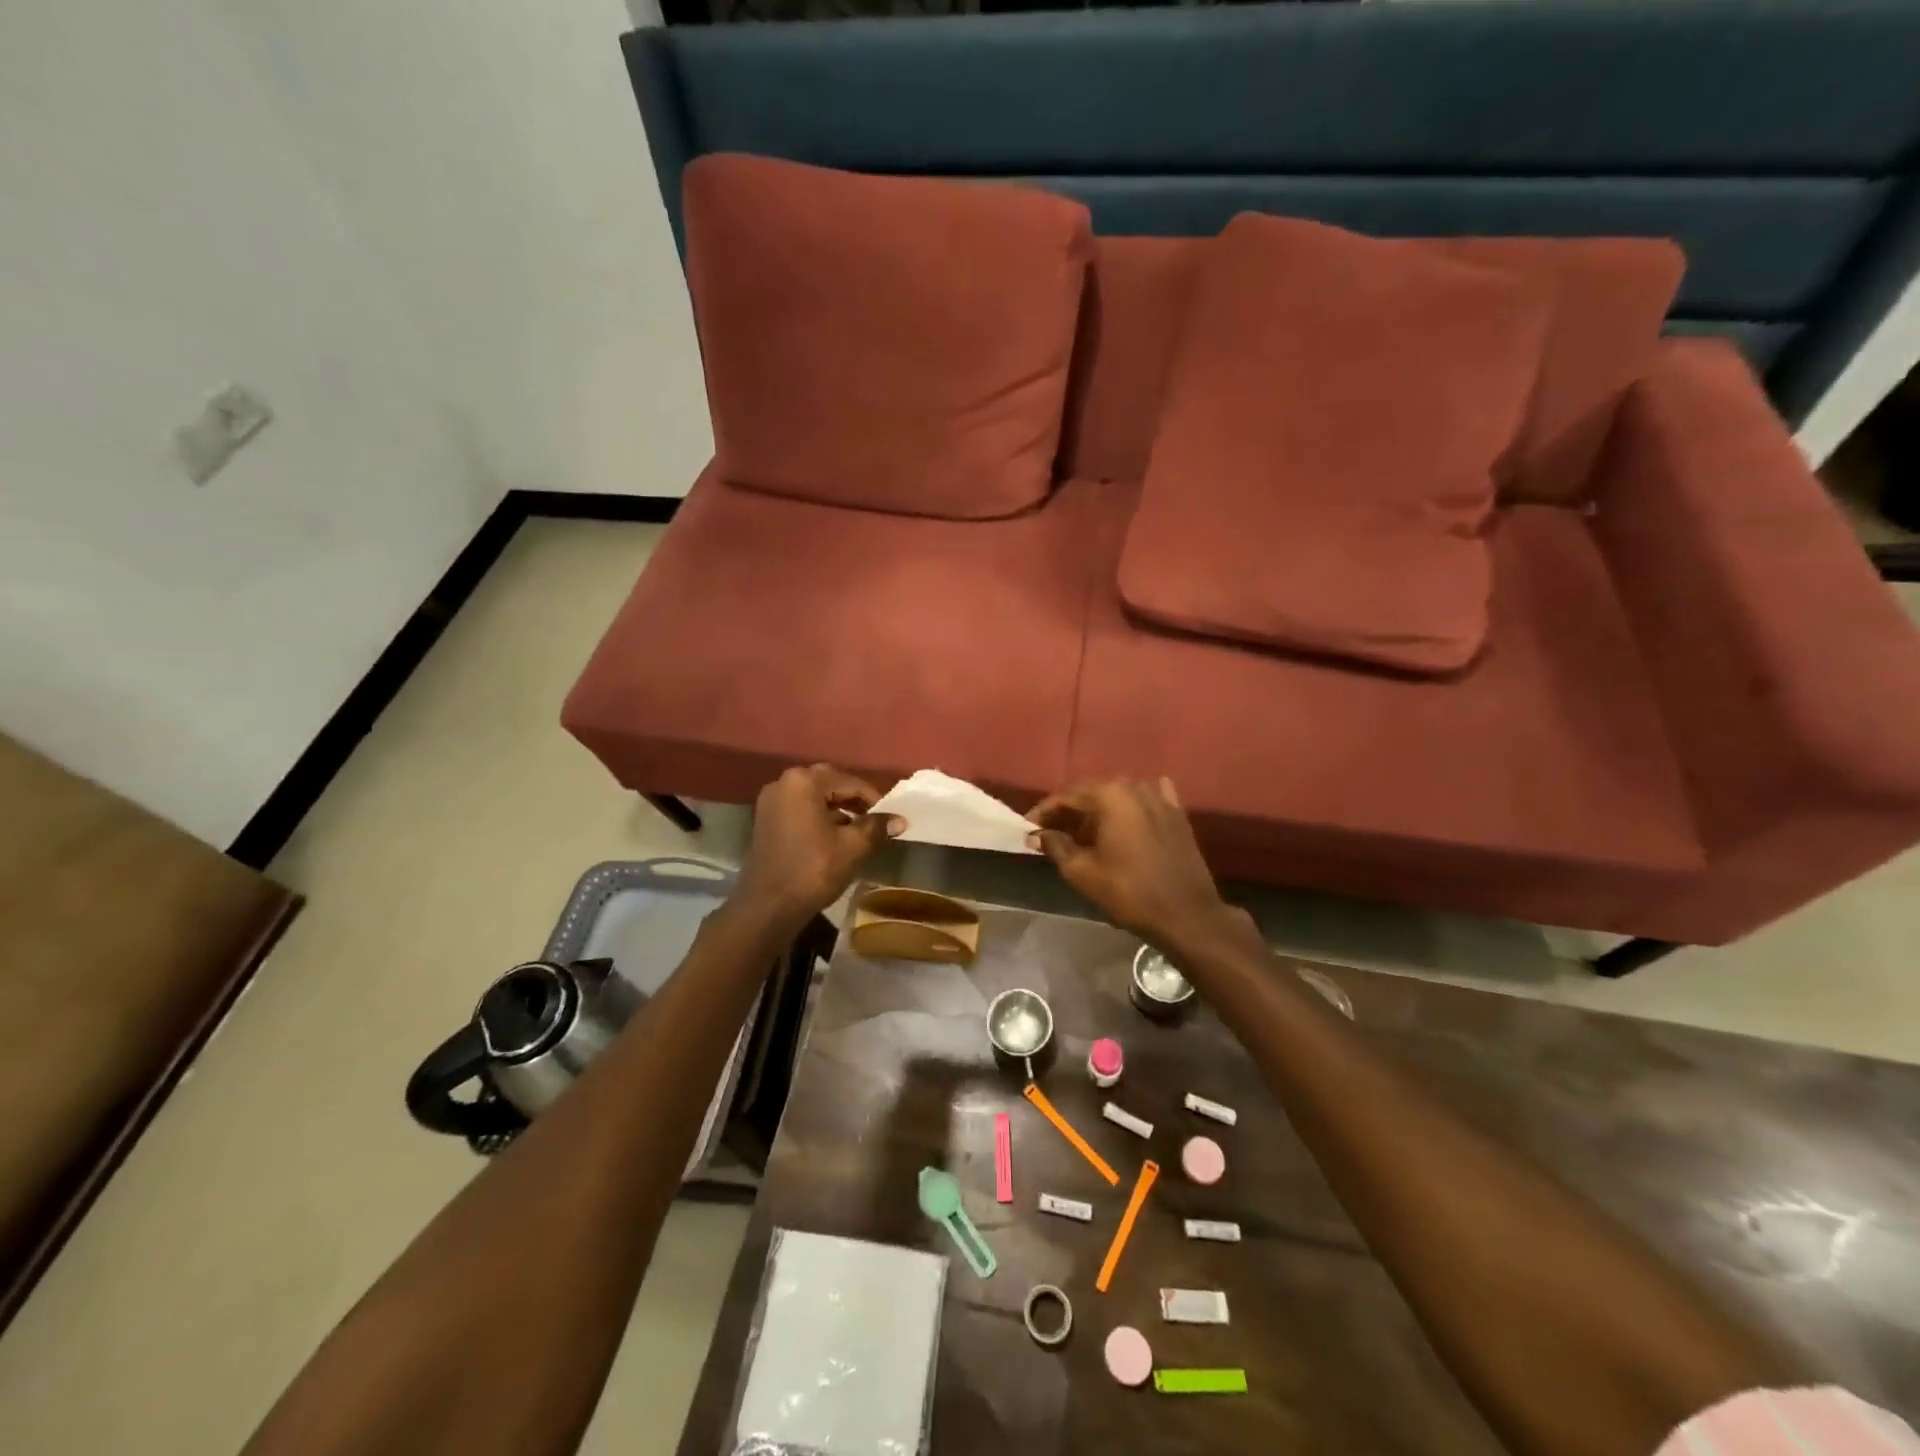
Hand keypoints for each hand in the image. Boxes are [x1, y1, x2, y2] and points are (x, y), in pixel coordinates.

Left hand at [735, 765, 901, 928]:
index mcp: (803, 782)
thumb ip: (877, 827)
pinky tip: (835, 838)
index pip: (850, 782)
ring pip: (814, 797)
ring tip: (859, 831)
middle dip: (854, 801)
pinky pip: (800, 810)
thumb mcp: (852, 847)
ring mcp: (771, 802)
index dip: (874, 799)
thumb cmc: (812, 871)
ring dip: (838, 810)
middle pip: (830, 784)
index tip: (891, 817)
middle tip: (875, 820)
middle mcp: (783, 783)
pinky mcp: (766, 820)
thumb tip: (900, 820)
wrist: (768, 907)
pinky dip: (819, 818)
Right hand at [1026, 778, 1235, 950]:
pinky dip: (1129, 808)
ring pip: (1119, 797)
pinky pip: (1147, 801)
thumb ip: (1055, 846)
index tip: (1027, 827)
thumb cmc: (1128, 892)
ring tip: (1082, 833)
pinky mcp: (1177, 814)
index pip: (1066, 796)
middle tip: (1050, 832)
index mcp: (1110, 795)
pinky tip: (1124, 819)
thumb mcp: (1082, 872)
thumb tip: (1036, 834)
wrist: (1187, 914)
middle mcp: (1135, 787)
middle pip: (1092, 793)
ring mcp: (1160, 798)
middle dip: (1069, 811)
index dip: (1044, 812)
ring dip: (1098, 811)